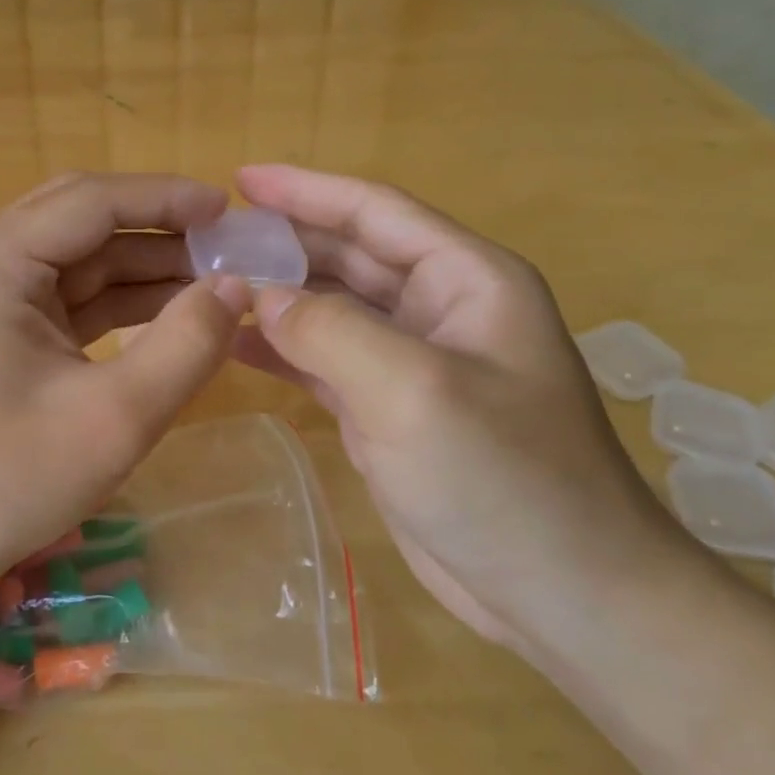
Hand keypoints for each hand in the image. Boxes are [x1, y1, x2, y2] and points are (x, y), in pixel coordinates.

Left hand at [0, 172, 249, 608]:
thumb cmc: (4, 481)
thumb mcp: (113, 418)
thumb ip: (185, 345)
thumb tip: (236, 287)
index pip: (91, 201)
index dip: (165, 198)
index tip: (228, 210)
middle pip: (82, 219)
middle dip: (158, 228)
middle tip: (226, 243)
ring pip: (79, 258)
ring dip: (144, 266)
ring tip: (215, 279)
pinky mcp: (0, 331)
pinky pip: (69, 297)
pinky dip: (120, 302)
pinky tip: (172, 313)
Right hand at [230, 164, 695, 651]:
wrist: (564, 596)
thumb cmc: (503, 477)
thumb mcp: (412, 389)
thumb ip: (328, 330)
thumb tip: (261, 295)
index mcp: (464, 279)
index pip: (375, 211)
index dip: (306, 189)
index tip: (239, 178)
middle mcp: (438, 309)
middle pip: (348, 255)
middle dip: (283, 242)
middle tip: (211, 239)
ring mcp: (412, 362)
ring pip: (331, 308)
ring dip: (277, 295)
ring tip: (210, 286)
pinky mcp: (387, 410)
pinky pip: (324, 360)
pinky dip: (282, 350)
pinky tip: (234, 344)